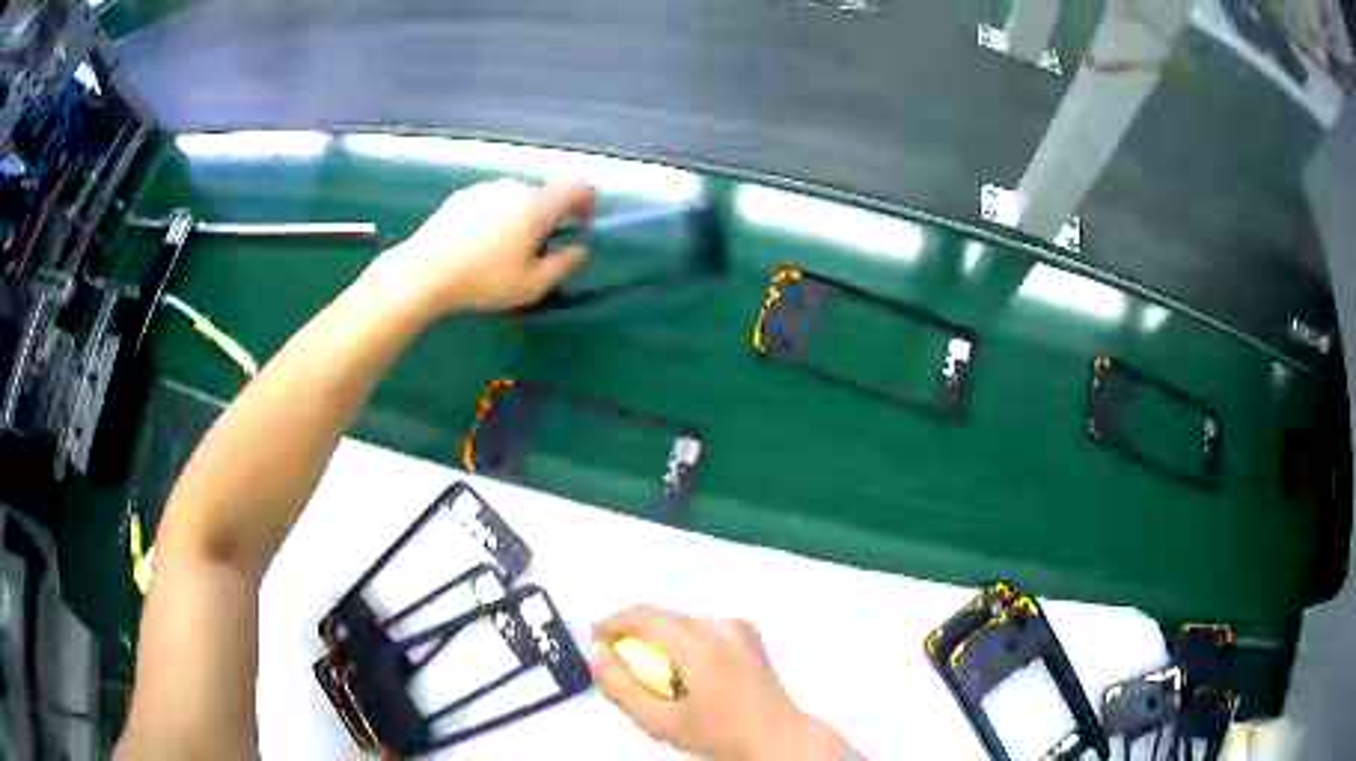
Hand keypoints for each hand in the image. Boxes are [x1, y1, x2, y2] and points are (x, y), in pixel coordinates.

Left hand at [364, 178, 593, 316]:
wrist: (424, 272)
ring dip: (520, 218)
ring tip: (502, 252)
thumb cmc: (483, 280)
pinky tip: (477, 246)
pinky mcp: (463, 195)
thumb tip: (580, 249)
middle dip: (548, 219)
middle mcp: (515, 188)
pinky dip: (495, 218)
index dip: (588, 202)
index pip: (578, 186)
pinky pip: (491, 202)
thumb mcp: (532, 285)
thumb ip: (564, 264)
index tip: (580, 227)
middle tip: (535, 253)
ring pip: (516, 198)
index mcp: (538, 205)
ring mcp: (486, 188)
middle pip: (545, 195)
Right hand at [592, 606, 845, 760]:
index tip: (595, 641)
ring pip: (681, 621)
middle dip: (635, 634)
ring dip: (659, 639)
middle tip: (621, 666)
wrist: (779, 739)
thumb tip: (597, 656)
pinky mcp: (748, 633)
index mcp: (703, 647)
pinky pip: (701, 627)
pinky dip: (682, 643)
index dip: (613, 622)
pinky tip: (685, 673)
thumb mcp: (661, 723)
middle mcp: (723, 626)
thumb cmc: (720, 736)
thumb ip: (622, 689)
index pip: (646, 616)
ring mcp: (740, 627)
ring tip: (655, 675)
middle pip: (663, 616)